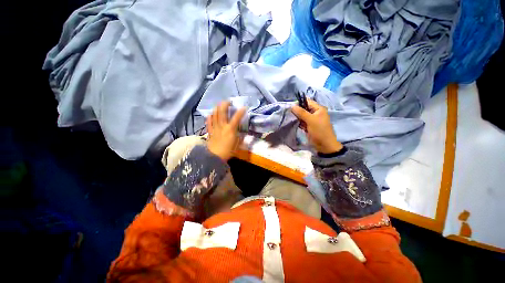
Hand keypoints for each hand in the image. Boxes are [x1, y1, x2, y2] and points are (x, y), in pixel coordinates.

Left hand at [206, 101, 245, 160]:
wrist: (215, 157)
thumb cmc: (228, 151)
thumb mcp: (237, 144)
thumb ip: (240, 137)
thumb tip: (241, 132)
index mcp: (230, 129)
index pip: (236, 118)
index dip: (241, 111)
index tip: (244, 107)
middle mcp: (222, 126)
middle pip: (222, 112)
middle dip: (225, 104)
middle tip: (228, 101)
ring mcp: (215, 128)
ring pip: (215, 115)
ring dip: (217, 108)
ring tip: (220, 105)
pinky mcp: (210, 131)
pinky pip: (209, 122)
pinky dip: (210, 117)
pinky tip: (211, 114)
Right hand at [291, 98, 342, 153]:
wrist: (324, 145)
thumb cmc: (319, 131)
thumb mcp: (311, 120)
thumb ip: (301, 112)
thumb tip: (292, 106)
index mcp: (319, 109)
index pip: (307, 102)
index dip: (299, 103)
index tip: (290, 105)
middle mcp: (315, 113)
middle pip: (304, 109)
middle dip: (297, 110)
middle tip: (289, 112)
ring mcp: (311, 120)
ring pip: (302, 115)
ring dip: (297, 117)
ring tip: (290, 117)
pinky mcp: (308, 126)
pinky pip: (302, 121)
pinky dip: (298, 122)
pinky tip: (293, 122)